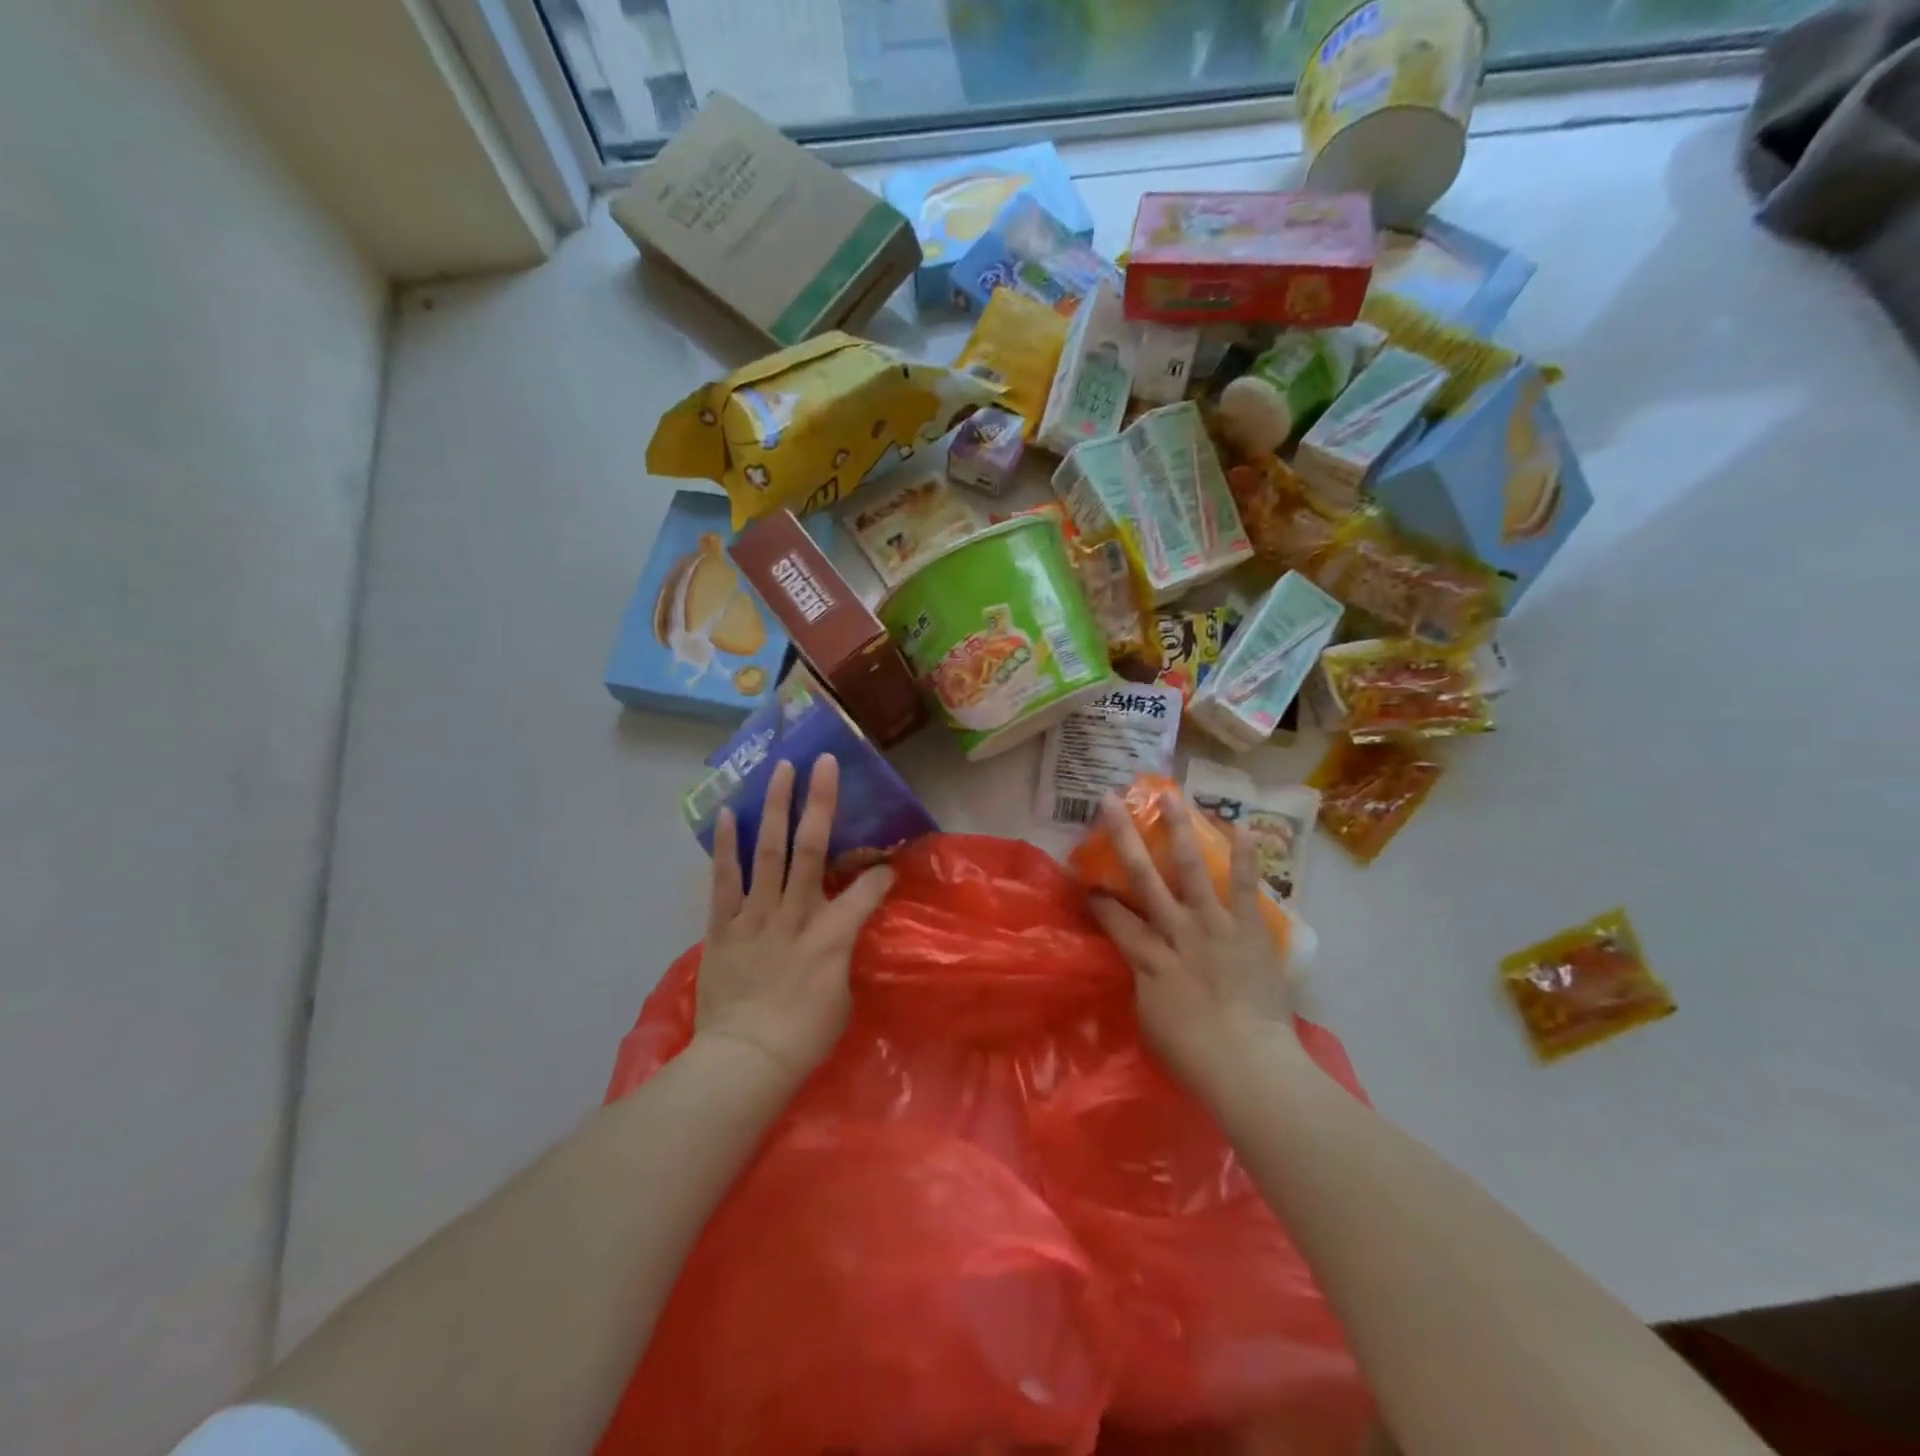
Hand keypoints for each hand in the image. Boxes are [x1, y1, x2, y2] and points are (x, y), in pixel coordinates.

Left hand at [694, 755, 892, 1084]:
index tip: (889, 860)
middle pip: (812, 848)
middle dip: (821, 802)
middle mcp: (796, 913)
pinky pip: (725, 880)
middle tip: (824, 762)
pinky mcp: (723, 927)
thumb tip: (842, 932)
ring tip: (780, 770)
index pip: (867, 889)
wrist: (744, 1062)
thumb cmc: (804, 1037)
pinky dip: (726, 847)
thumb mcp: (843, 996)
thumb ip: (843, 953)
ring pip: (769, 851)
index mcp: (833, 935)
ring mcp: (756, 916)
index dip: (882, 871)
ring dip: (775, 807)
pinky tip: (727, 814)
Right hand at [1087, 790, 1300, 1095]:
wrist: (1250, 1066)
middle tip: (1109, 800)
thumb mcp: (1149, 1017)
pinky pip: (1246, 886)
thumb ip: (1143, 980)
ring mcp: (1214, 925)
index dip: (1096, 895)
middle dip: (1123, 836)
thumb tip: (1141, 960)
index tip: (1084, 877)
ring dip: (1178, 829)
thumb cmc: (1193, 1054)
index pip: (1112, 916)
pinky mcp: (1250, 928)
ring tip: (1169, 795)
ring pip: (1190, 868)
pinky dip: (1245, 855)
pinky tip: (1240, 824)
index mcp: (1147, 956)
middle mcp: (1175, 930)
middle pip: (1142, 875)